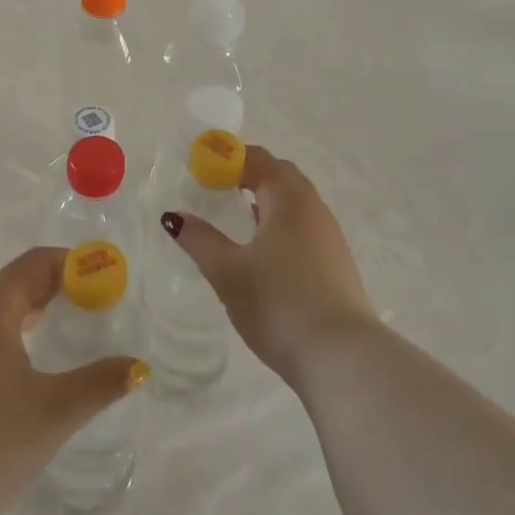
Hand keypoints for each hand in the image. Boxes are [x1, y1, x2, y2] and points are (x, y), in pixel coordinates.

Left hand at [0, 248, 144, 514]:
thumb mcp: (55, 412)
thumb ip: (101, 383)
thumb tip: (138, 367)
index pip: (35, 263)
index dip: (74, 265)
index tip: (107, 281)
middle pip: (14, 282)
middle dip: (57, 286)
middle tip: (95, 305)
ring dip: (32, 310)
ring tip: (66, 329)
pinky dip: (10, 333)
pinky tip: (26, 366)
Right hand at [161, 146, 376, 382]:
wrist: (341, 357)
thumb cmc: (278, 303)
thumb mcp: (228, 271)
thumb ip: (200, 239)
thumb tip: (174, 216)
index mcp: (288, 199)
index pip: (259, 159)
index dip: (229, 157)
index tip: (202, 166)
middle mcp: (314, 208)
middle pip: (281, 175)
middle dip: (250, 173)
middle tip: (218, 186)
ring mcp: (330, 236)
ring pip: (296, 202)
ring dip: (268, 198)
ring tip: (238, 214)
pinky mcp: (336, 263)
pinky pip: (304, 226)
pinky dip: (281, 222)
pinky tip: (265, 250)